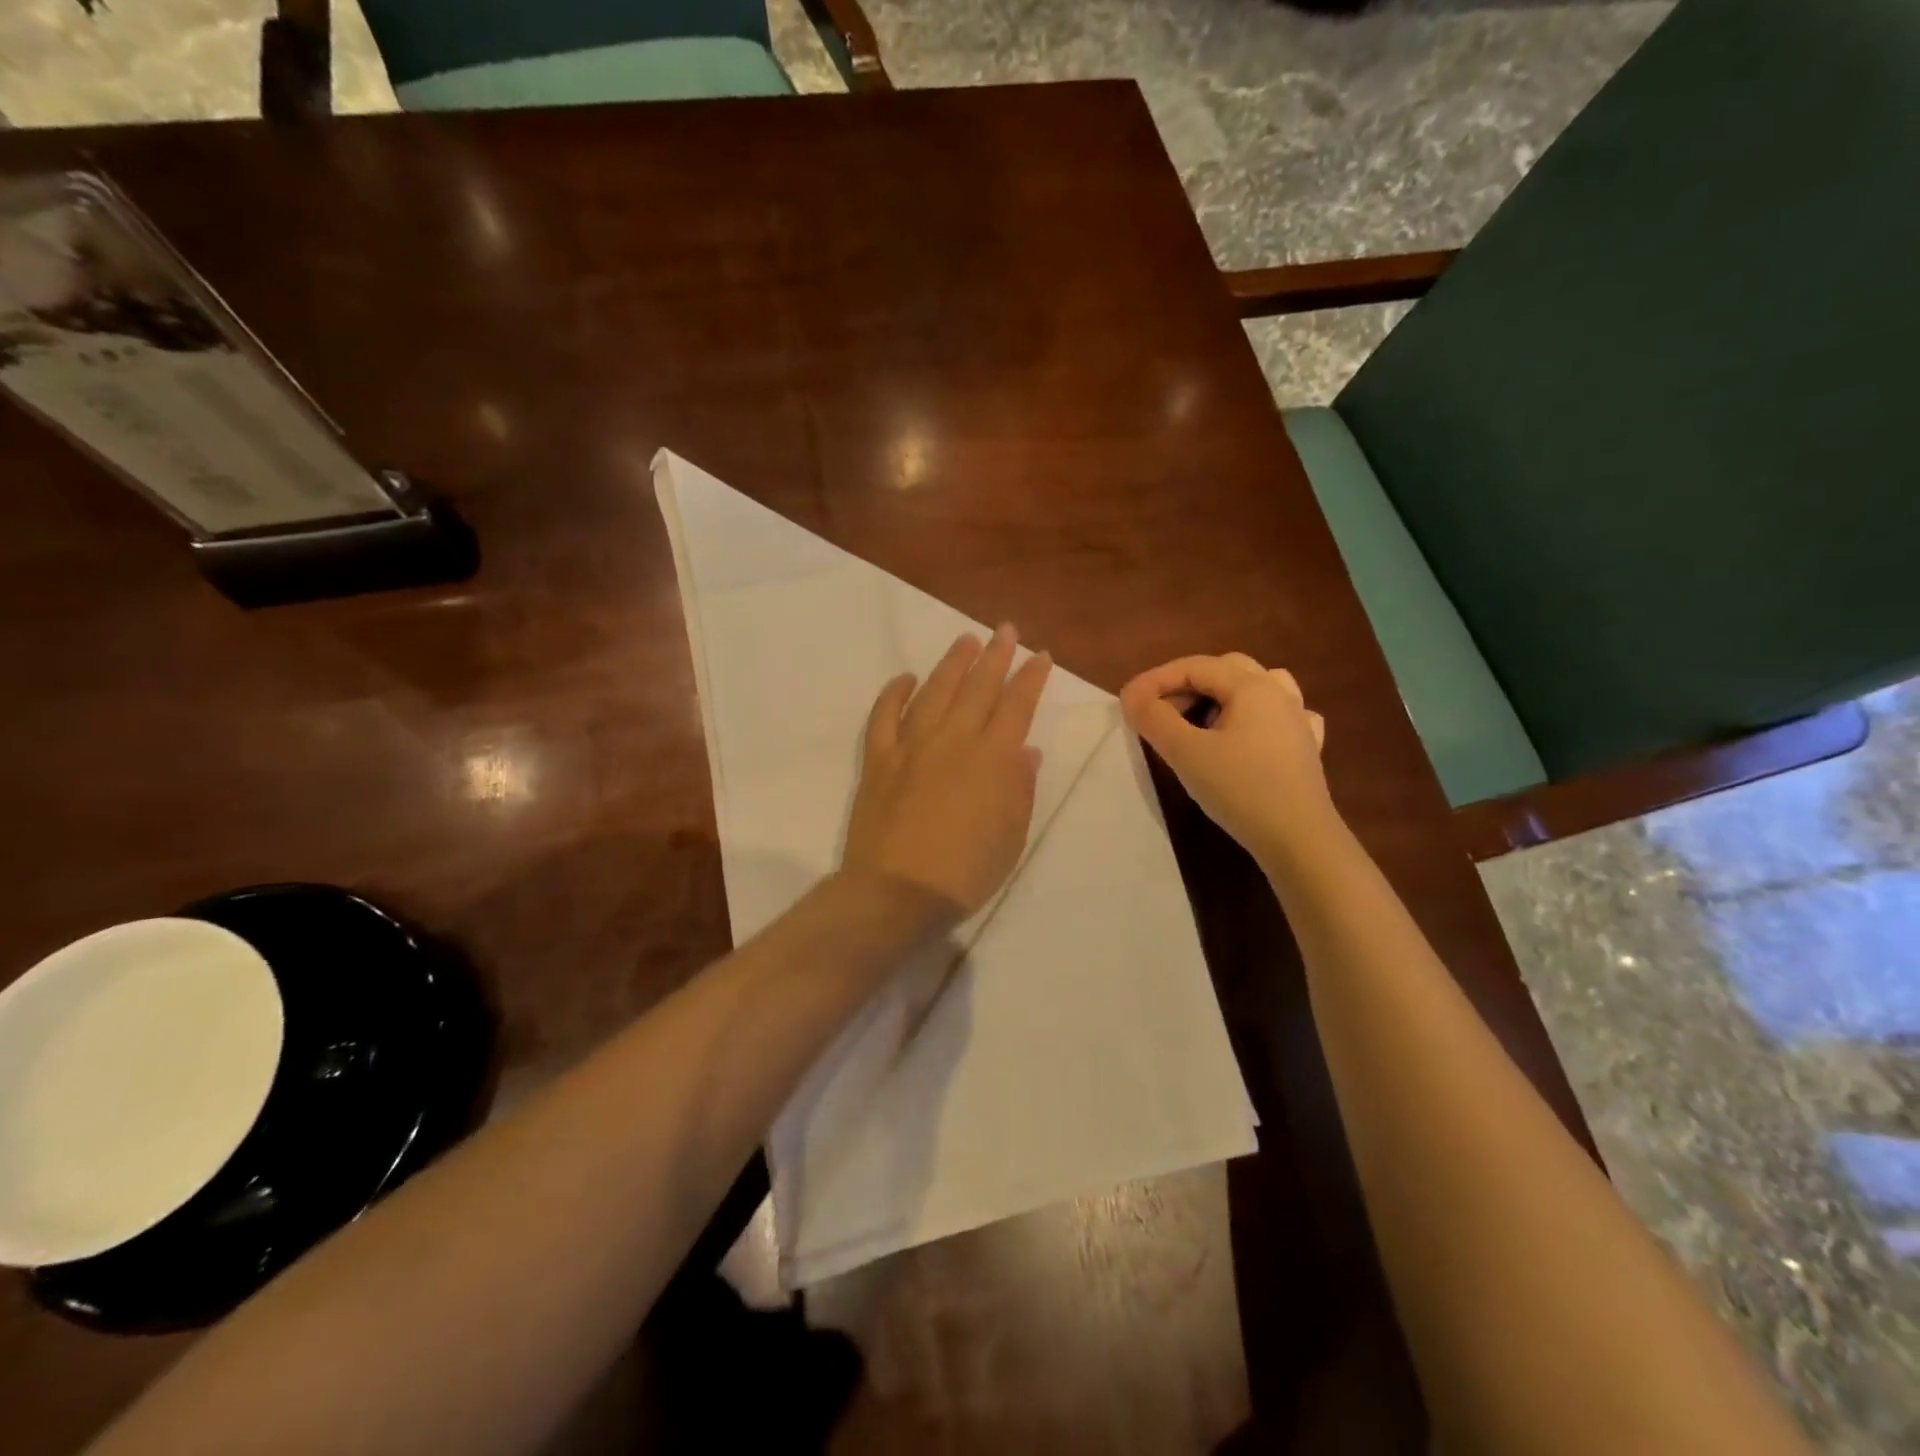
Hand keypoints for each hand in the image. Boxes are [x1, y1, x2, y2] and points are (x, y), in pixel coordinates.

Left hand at [842, 624, 1052, 915]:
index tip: (1040, 656)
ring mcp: (911, 746)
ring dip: (952, 663)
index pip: (1016, 705)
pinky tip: (905, 677)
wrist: (898, 892)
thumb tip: (1025, 750)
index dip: (1030, 678)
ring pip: (934, 691)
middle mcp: (953, 740)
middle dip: (995, 655)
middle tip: (1005, 630)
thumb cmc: (966, 872)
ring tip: (965, 640)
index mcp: (992, 759)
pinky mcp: (878, 759)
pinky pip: (884, 715)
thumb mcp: (1011, 836)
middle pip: (977, 687)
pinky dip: (893, 693)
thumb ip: (1019, 788)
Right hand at [1120, 653, 1335, 862]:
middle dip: (1187, 684)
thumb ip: (1154, 718)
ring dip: (1223, 695)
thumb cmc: (1239, 789)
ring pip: (1258, 686)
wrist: (1298, 838)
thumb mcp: (1185, 752)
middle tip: (1160, 714)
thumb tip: (1132, 697)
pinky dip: (1256, 717)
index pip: (1194, 666)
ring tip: (1203, 719)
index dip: (1155, 679)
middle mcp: (1279, 693)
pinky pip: (1280, 715)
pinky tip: (1249, 735)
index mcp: (1251, 686)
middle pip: (1225, 670)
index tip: (1127, 703)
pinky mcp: (1306, 748)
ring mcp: (1298, 720)